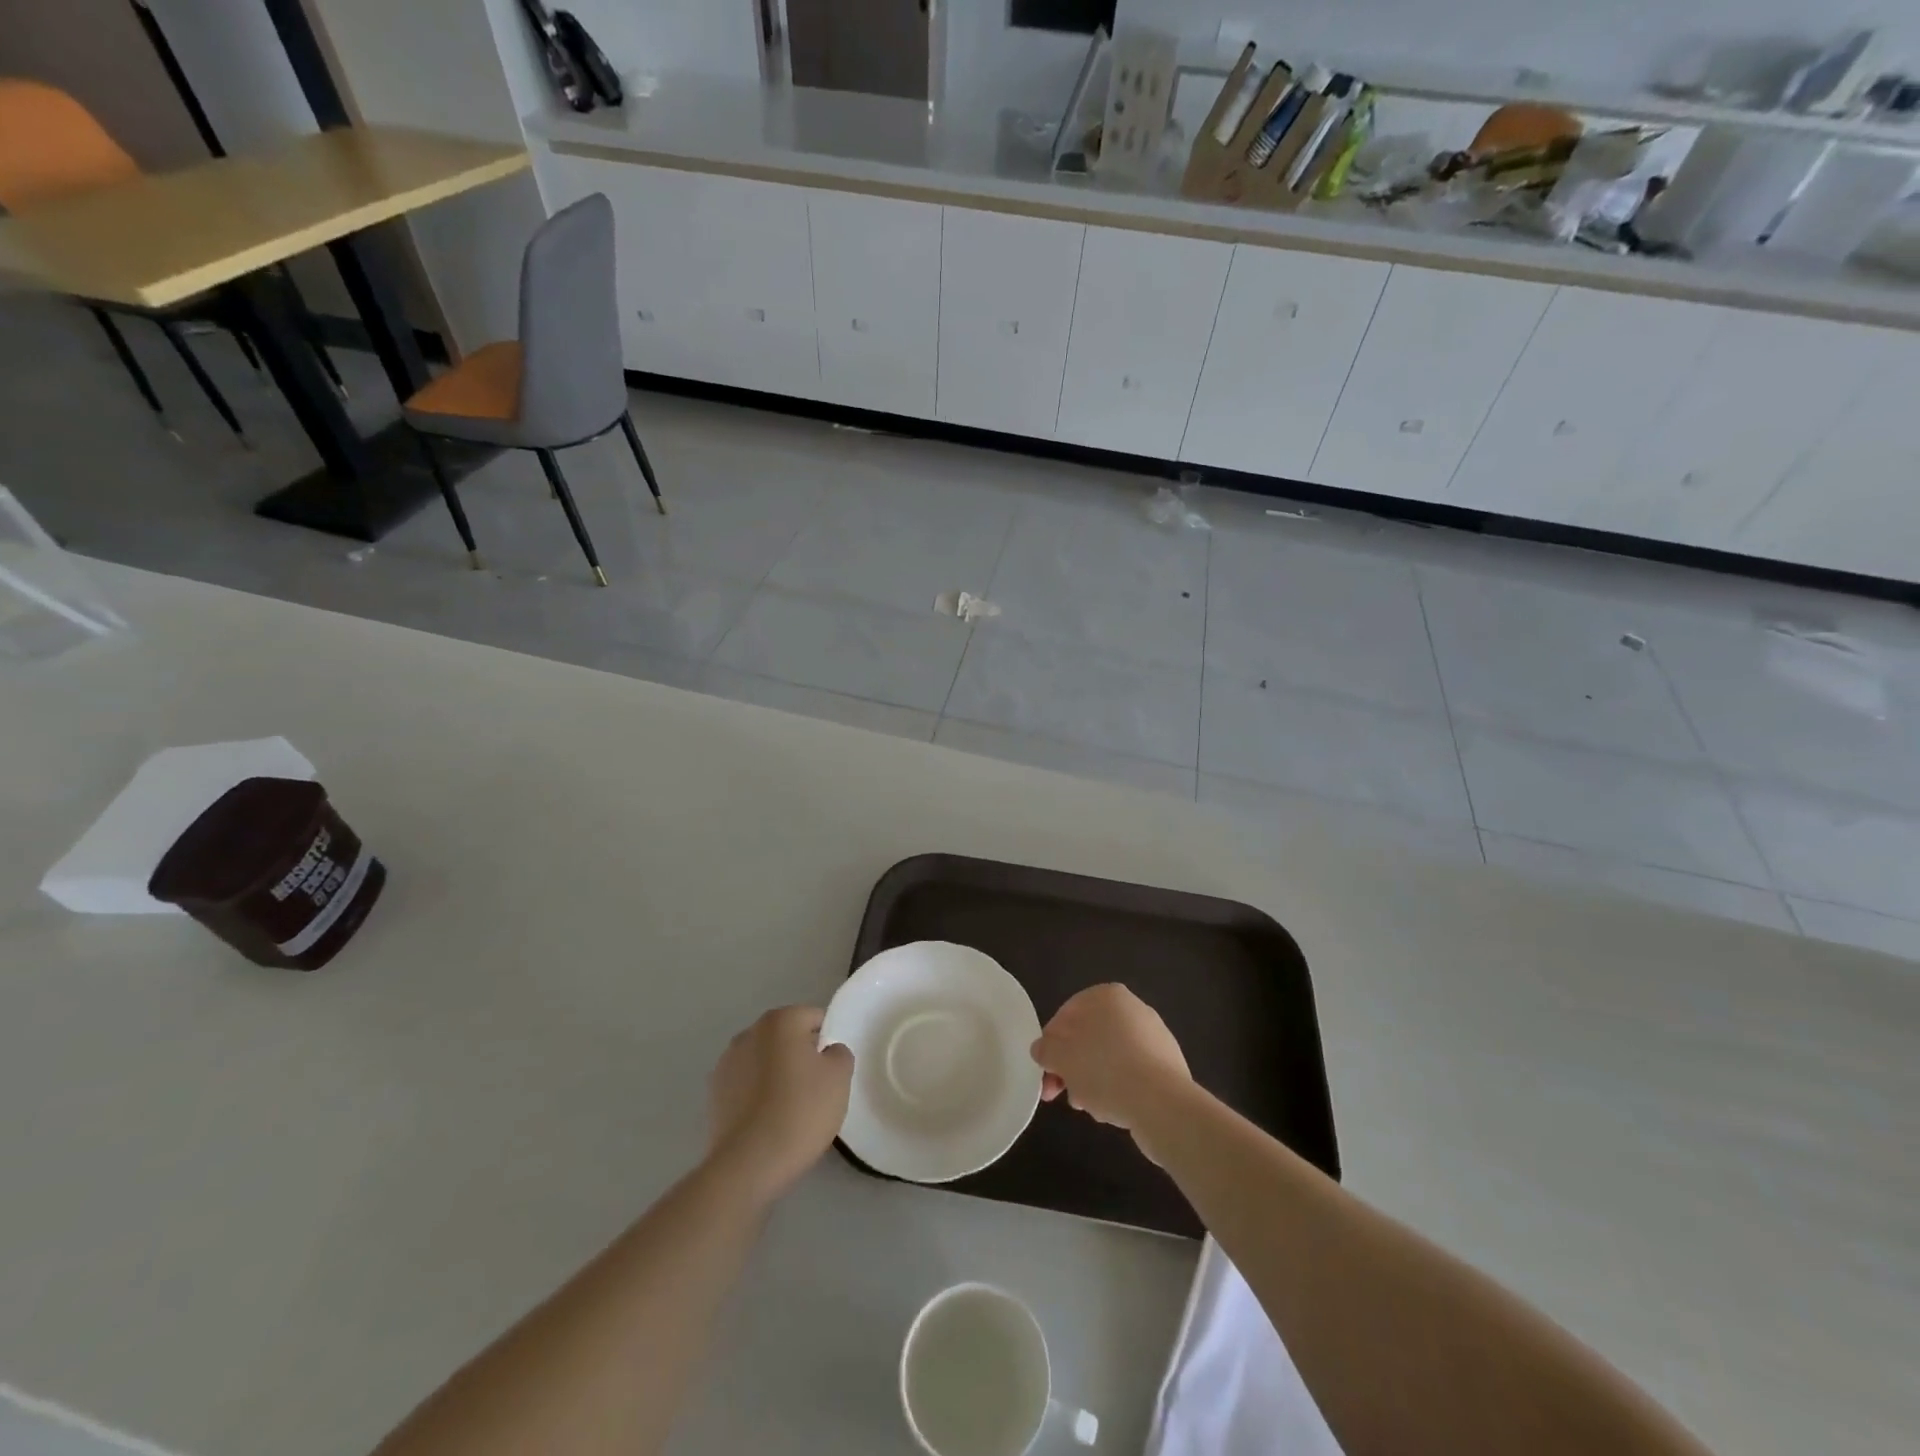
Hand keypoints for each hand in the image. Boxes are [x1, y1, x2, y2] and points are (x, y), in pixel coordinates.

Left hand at [707, 1006, 853, 1201]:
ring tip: (790, 1110)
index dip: (827, 1042)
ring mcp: (726, 1063)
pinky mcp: (713, 1095)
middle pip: (786, 1037)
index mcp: (780, 1020)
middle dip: (801, 1056)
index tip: (832, 1071)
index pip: (814, 1018)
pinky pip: (746, 1085)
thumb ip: (839, 1053)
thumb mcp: (839, 1078)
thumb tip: (827, 1052)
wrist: (748, 1165)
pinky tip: (768, 1122)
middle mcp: (749, 1033)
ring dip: (777, 1075)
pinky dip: (758, 1095)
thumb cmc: (800, 1111)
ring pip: (764, 1061)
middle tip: (816, 1090)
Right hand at [1030, 984, 1191, 1136]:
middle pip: (1088, 1038)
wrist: (1162, 1104)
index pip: (1066, 1015)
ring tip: (1088, 1107)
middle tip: (1061, 1093)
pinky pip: (1131, 1073)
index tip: (1045, 1071)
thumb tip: (1041, 1049)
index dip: (1051, 1045)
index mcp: (1106, 995)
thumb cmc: (1104, 1070)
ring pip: (1108, 1058)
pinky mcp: (1166, 1065)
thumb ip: (1045, 1050)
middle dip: (1071, 1067)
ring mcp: (1153, 1036)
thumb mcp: (1061, 1058)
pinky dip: (1117, 1088)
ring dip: (1092, 1080)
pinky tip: (1112, 1109)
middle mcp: (1133, 1008)